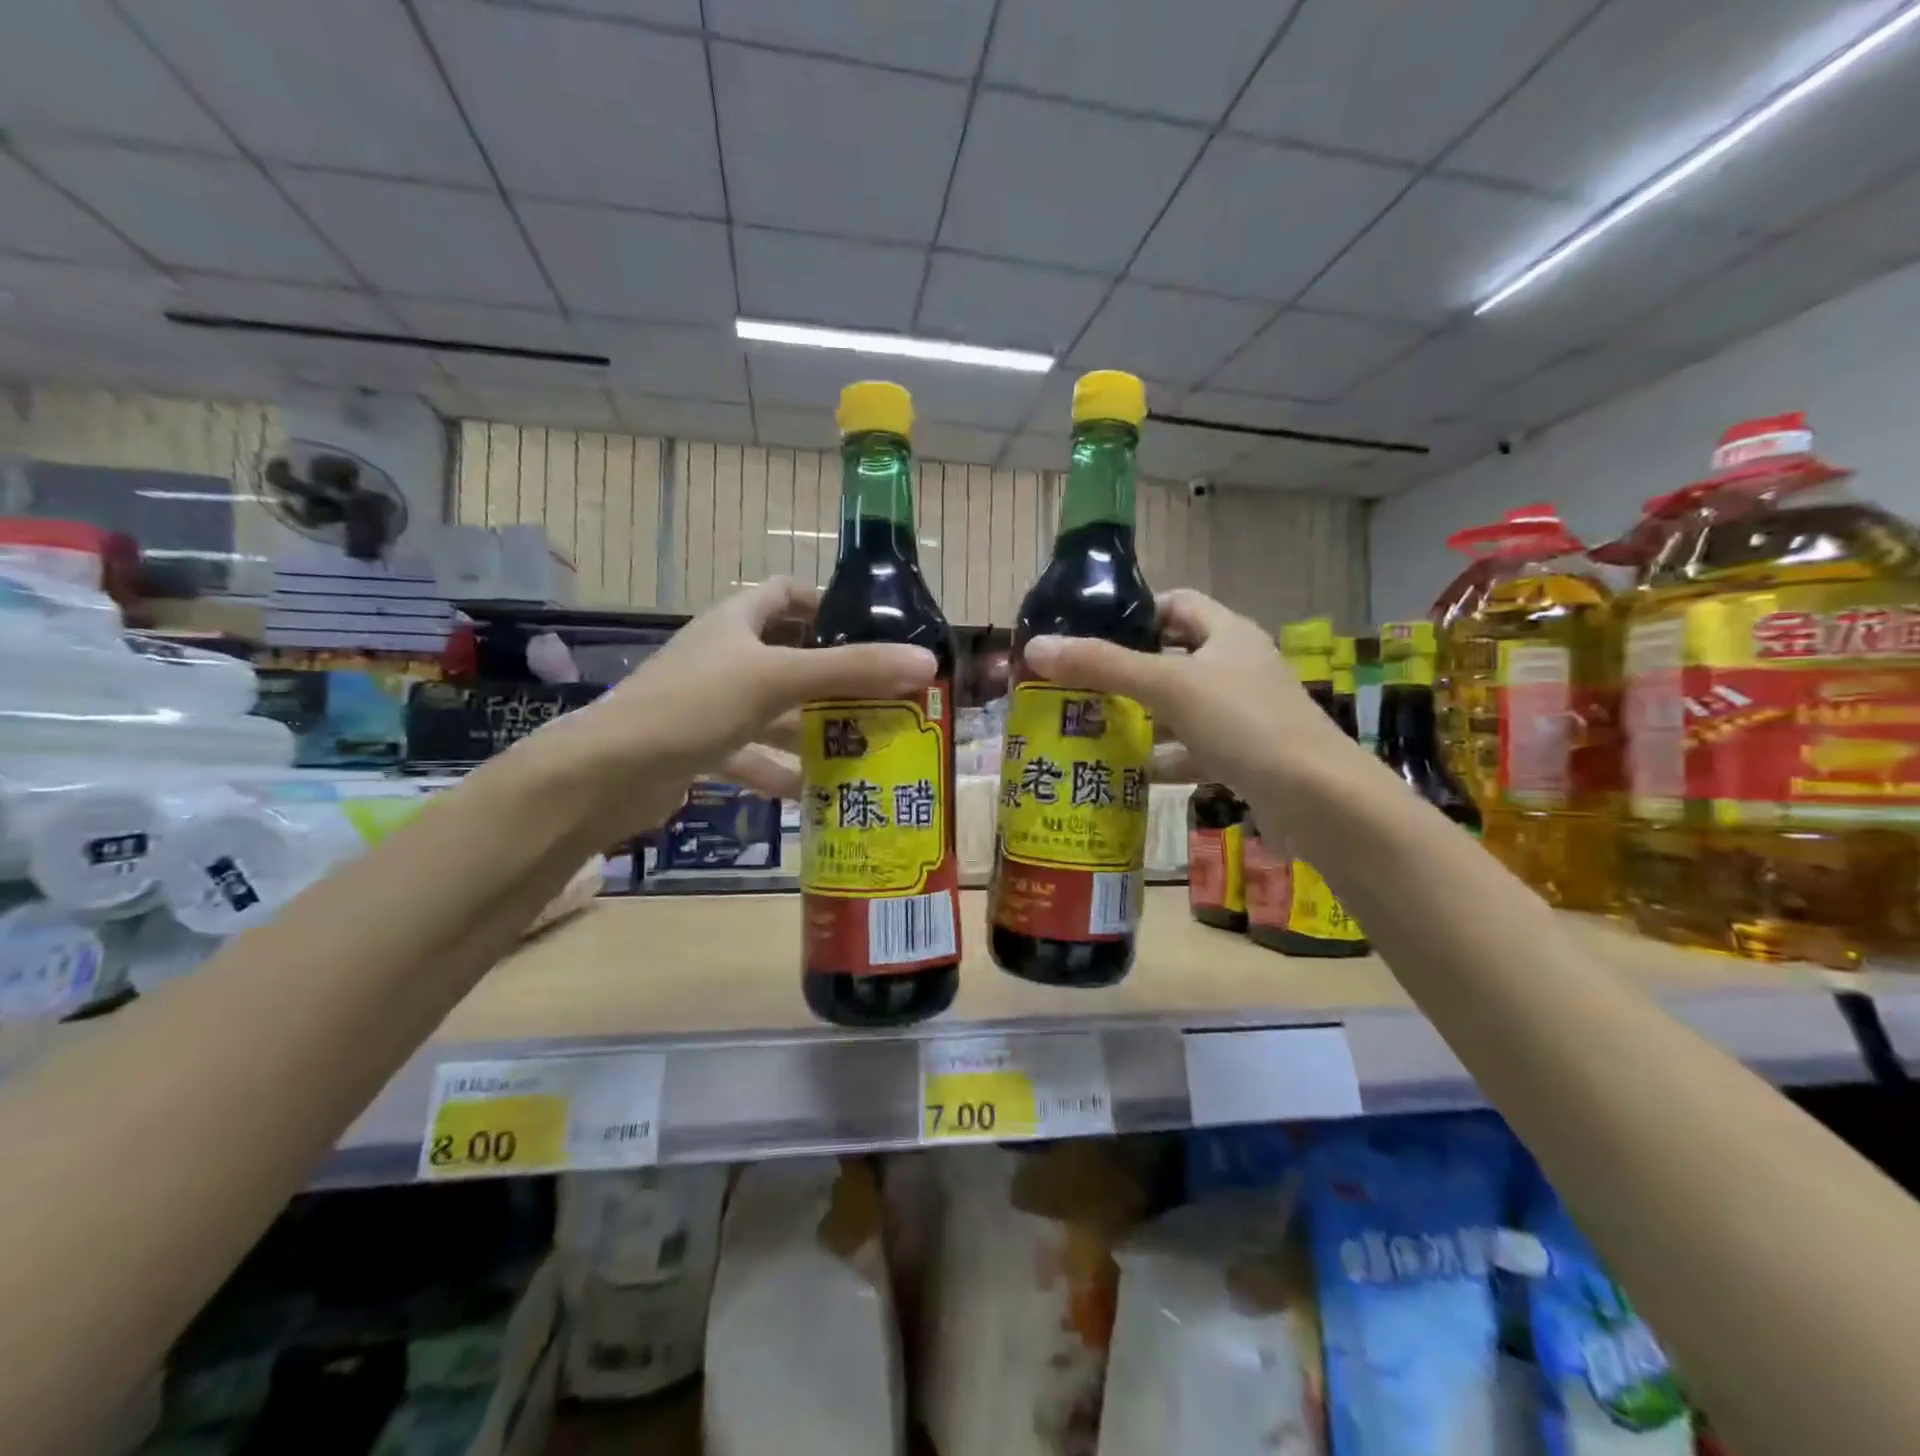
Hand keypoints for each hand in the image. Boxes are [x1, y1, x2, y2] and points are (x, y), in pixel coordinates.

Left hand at [546, 579, 935, 831]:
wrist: (606, 775)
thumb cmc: (693, 705)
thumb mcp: (778, 679)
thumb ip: (851, 671)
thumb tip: (926, 662)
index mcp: (736, 622)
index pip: (786, 594)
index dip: (826, 604)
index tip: (870, 629)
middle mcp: (723, 657)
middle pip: (789, 656)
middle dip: (834, 678)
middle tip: (884, 698)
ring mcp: (709, 704)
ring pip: (774, 712)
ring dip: (813, 729)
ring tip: (865, 748)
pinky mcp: (700, 748)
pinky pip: (752, 754)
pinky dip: (780, 770)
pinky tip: (814, 791)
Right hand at [1023, 589, 1356, 799]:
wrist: (1318, 800)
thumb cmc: (1244, 723)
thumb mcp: (1168, 686)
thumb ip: (1102, 665)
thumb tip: (1035, 647)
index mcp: (1227, 634)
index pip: (1176, 604)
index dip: (1135, 611)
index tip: (1091, 630)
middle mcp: (1237, 667)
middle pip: (1174, 657)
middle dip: (1128, 671)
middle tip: (1079, 685)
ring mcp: (1244, 714)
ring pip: (1182, 707)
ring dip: (1144, 718)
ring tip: (1092, 728)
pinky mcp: (1247, 756)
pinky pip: (1196, 750)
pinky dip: (1167, 759)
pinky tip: (1133, 773)